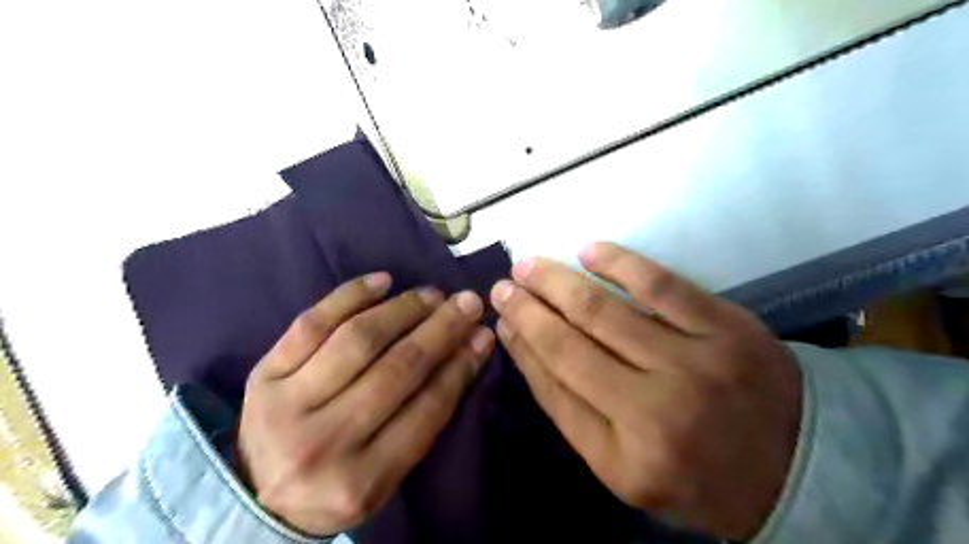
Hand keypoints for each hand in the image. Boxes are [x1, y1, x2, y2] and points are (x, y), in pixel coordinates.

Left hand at [235, 275, 493, 537]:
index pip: (426, 410)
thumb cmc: (337, 481)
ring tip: (432, 294)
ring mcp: (286, 405)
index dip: (460, 366)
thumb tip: (469, 350)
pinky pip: (312, 323)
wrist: (258, 492)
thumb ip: (427, 419)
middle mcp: (323, 443)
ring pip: (358, 340)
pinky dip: (351, 295)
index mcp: (361, 481)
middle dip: (440, 330)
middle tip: (467, 302)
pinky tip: (383, 281)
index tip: (482, 334)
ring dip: (403, 310)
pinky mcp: (265, 375)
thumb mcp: (387, 473)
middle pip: (396, 369)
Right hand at [493, 243, 802, 538]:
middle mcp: (654, 412)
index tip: (501, 320)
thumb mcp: (625, 468)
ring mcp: (694, 363)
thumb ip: (573, 412)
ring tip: (528, 265)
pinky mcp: (726, 328)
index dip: (522, 349)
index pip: (554, 389)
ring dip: (558, 283)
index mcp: (625, 457)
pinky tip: (589, 251)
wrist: (799, 466)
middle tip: (503, 285)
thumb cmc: (697, 472)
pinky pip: (662, 286)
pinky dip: (622, 264)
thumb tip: (528, 348)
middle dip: (528, 310)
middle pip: (570, 346)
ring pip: (605, 312)